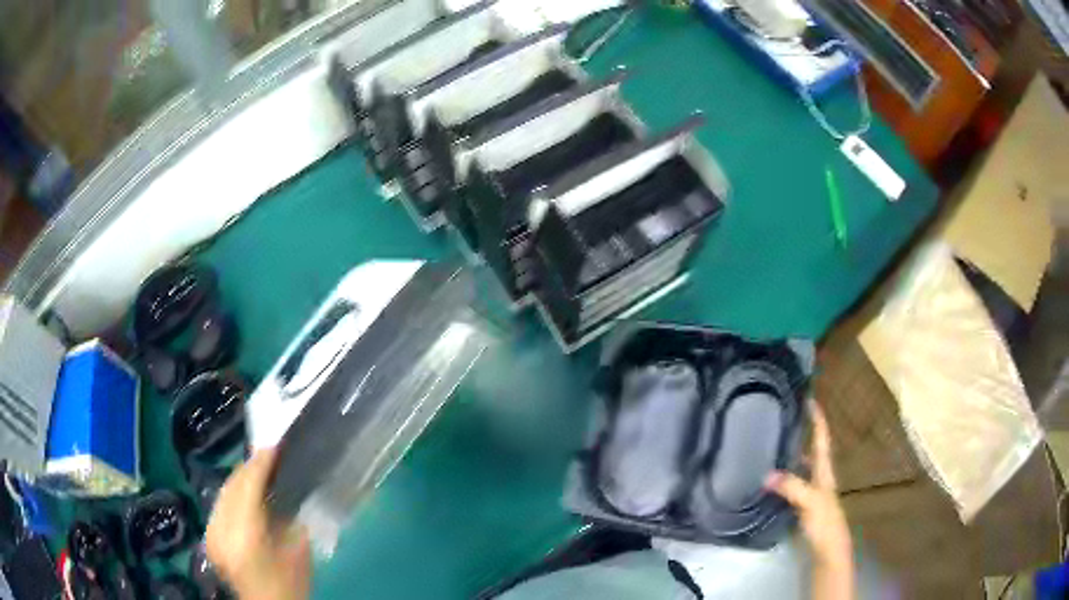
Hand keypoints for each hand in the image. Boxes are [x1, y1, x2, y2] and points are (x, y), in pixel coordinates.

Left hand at [207, 449, 310, 599]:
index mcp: (246, 535)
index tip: (274, 447)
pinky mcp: (208, 536)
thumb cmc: (290, 584)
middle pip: (231, 485)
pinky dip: (231, 493)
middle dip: (249, 467)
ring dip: (239, 478)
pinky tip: (243, 491)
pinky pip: (218, 503)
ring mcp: (211, 532)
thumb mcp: (297, 550)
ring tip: (257, 469)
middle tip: (267, 455)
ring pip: (222, 491)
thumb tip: (280, 485)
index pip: (247, 487)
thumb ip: (286, 515)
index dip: (260, 464)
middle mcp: (221, 529)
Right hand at [766, 401, 853, 598]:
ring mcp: (809, 492)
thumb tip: (767, 474)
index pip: (822, 439)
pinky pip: (789, 484)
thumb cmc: (825, 522)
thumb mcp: (811, 502)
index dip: (817, 419)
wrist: (827, 550)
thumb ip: (792, 487)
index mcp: (824, 471)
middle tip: (781, 418)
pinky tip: (767, 479)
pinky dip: (780, 477)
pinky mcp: (800, 506)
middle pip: (810, 450)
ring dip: (789, 455)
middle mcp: (817, 477)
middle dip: (801, 433)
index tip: (809, 398)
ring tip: (770, 443)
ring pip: (799, 467)